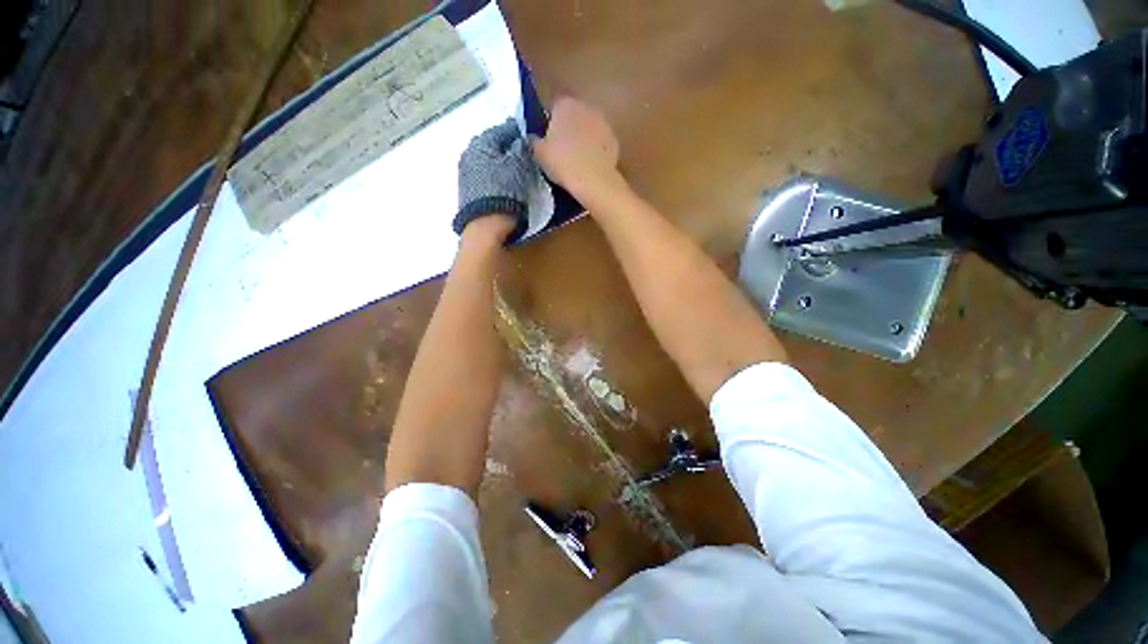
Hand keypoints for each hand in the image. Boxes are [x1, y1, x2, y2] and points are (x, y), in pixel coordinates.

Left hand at [455, 118, 536, 240]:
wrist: (486, 226)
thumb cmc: (505, 192)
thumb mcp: (519, 166)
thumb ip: (523, 148)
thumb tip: (524, 139)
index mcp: (481, 142)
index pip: (504, 129)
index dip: (520, 133)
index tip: (534, 139)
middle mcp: (469, 153)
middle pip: (494, 146)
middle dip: (510, 149)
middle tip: (528, 158)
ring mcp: (467, 174)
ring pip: (489, 161)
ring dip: (503, 164)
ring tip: (519, 173)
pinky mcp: (468, 191)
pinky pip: (486, 176)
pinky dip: (497, 177)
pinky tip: (507, 186)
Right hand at [533, 97, 621, 201]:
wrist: (593, 180)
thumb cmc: (563, 163)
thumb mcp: (539, 154)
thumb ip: (535, 141)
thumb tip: (534, 139)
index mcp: (565, 104)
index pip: (554, 107)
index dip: (550, 123)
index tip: (548, 140)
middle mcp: (586, 107)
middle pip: (574, 115)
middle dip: (569, 128)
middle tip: (562, 150)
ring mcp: (603, 123)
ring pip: (589, 128)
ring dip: (583, 138)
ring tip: (577, 160)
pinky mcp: (614, 140)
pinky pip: (600, 143)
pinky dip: (596, 151)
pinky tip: (590, 166)